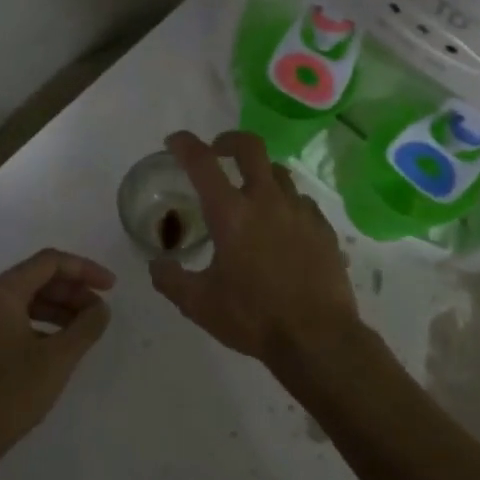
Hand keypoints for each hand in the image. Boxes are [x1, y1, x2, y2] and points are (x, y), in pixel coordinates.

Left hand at [0, 249, 114, 474]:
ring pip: (26, 300)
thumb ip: (86, 327)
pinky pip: (15, 319)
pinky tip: (59, 346)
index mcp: (1, 294)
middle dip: (72, 290)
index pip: (49, 262)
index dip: (84, 269)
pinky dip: (41, 324)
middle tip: (100, 310)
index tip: (111, 287)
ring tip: (85, 328)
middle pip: (37, 278)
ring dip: (59, 308)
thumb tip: (101, 308)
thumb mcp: (58, 359)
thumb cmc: (10, 394)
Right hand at [148, 130, 363, 364]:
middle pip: (250, 147)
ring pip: (278, 172)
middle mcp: (266, 201)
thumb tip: (156, 265)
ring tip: (250, 192)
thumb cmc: (253, 318)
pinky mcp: (322, 227)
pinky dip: (285, 202)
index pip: (202, 162)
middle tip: (218, 151)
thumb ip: (172, 280)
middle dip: (229, 140)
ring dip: (259, 173)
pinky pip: (300, 201)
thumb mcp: (199, 304)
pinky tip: (281, 225)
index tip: (175, 141)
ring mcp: (299, 211)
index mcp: (231, 214)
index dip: (185, 144)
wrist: (318, 338)